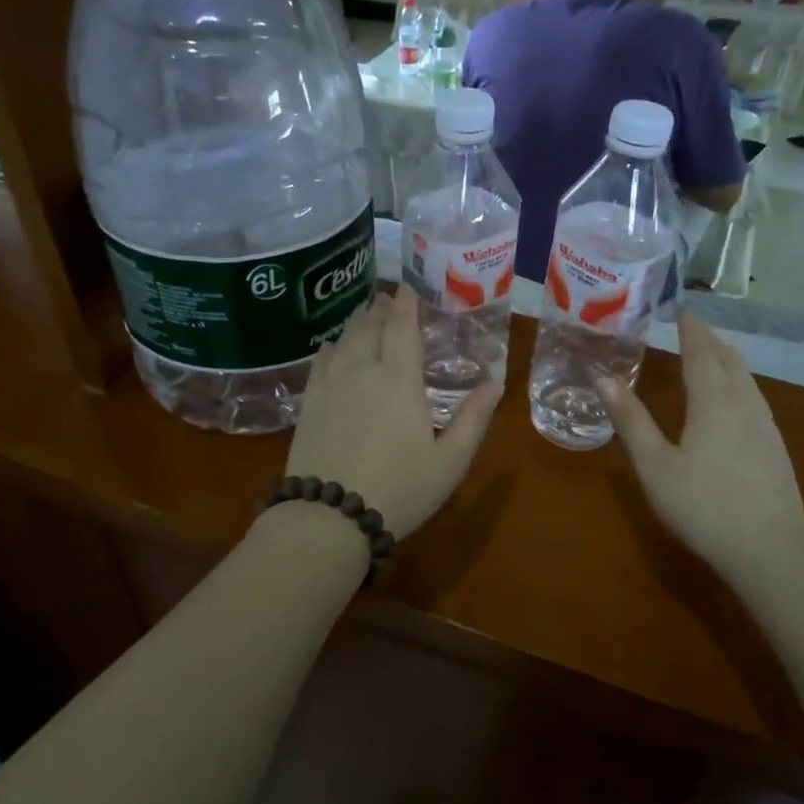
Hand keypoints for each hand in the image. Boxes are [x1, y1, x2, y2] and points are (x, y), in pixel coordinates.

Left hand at [287, 287, 501, 540]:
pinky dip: (331, 345)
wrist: (329, 517)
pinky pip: (320, 360)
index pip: (401, 325)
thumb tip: (495, 383)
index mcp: (399, 378)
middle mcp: (362, 370)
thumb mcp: (449, 462)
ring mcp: (330, 384)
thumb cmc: (399, 490)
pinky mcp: (309, 402)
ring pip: (343, 338)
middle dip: (380, 307)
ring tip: (366, 314)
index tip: (409, 285)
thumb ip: (473, 419)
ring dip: (357, 322)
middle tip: (389, 296)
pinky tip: (333, 347)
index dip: (406, 301)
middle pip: (369, 325)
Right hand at [598, 312, 803, 581]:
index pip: (700, 351)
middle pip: (728, 359)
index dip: (690, 328)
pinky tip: (732, 399)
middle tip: (691, 326)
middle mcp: (743, 402)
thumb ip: (630, 419)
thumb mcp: (654, 465)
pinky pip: (754, 396)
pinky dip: (737, 381)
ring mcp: (765, 424)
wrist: (771, 550)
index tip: (680, 309)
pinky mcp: (775, 445)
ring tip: (710, 354)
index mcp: (713, 400)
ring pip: (746, 377)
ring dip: (726, 359)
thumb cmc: (703, 505)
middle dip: (709, 339)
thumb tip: (602, 377)